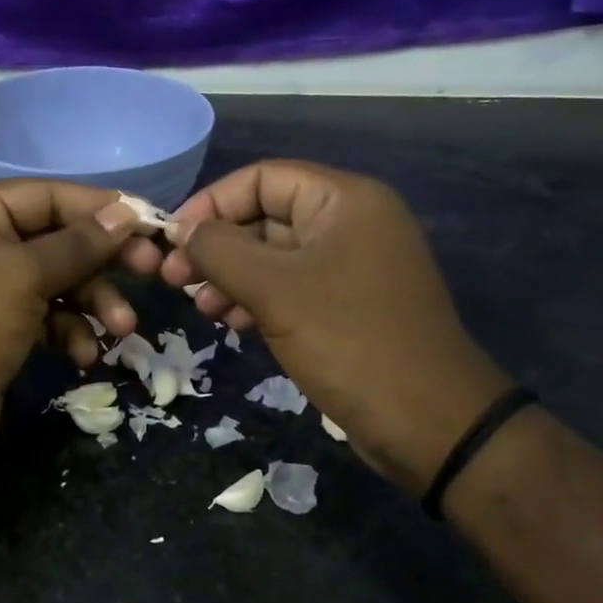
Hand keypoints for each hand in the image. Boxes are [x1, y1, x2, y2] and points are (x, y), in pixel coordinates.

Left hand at [0, 181, 148, 513]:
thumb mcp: (23, 276)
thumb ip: (78, 243)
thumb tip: (126, 213)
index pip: (46, 196)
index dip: (99, 208)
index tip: (149, 222)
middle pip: (58, 238)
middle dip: (103, 260)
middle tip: (153, 271)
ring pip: (59, 281)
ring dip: (94, 302)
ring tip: (121, 329)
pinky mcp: (1, 328)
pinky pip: (48, 316)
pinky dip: (71, 331)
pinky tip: (84, 355)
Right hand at [157, 160, 510, 490]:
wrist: (431, 424)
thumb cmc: (349, 341)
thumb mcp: (273, 290)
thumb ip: (218, 250)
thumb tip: (178, 230)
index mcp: (344, 200)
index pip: (261, 178)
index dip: (211, 203)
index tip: (172, 240)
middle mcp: (351, 222)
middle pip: (266, 216)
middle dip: (217, 246)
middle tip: (175, 280)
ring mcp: (352, 265)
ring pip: (275, 255)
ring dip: (231, 276)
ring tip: (202, 308)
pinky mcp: (349, 303)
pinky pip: (292, 286)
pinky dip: (258, 298)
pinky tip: (232, 322)